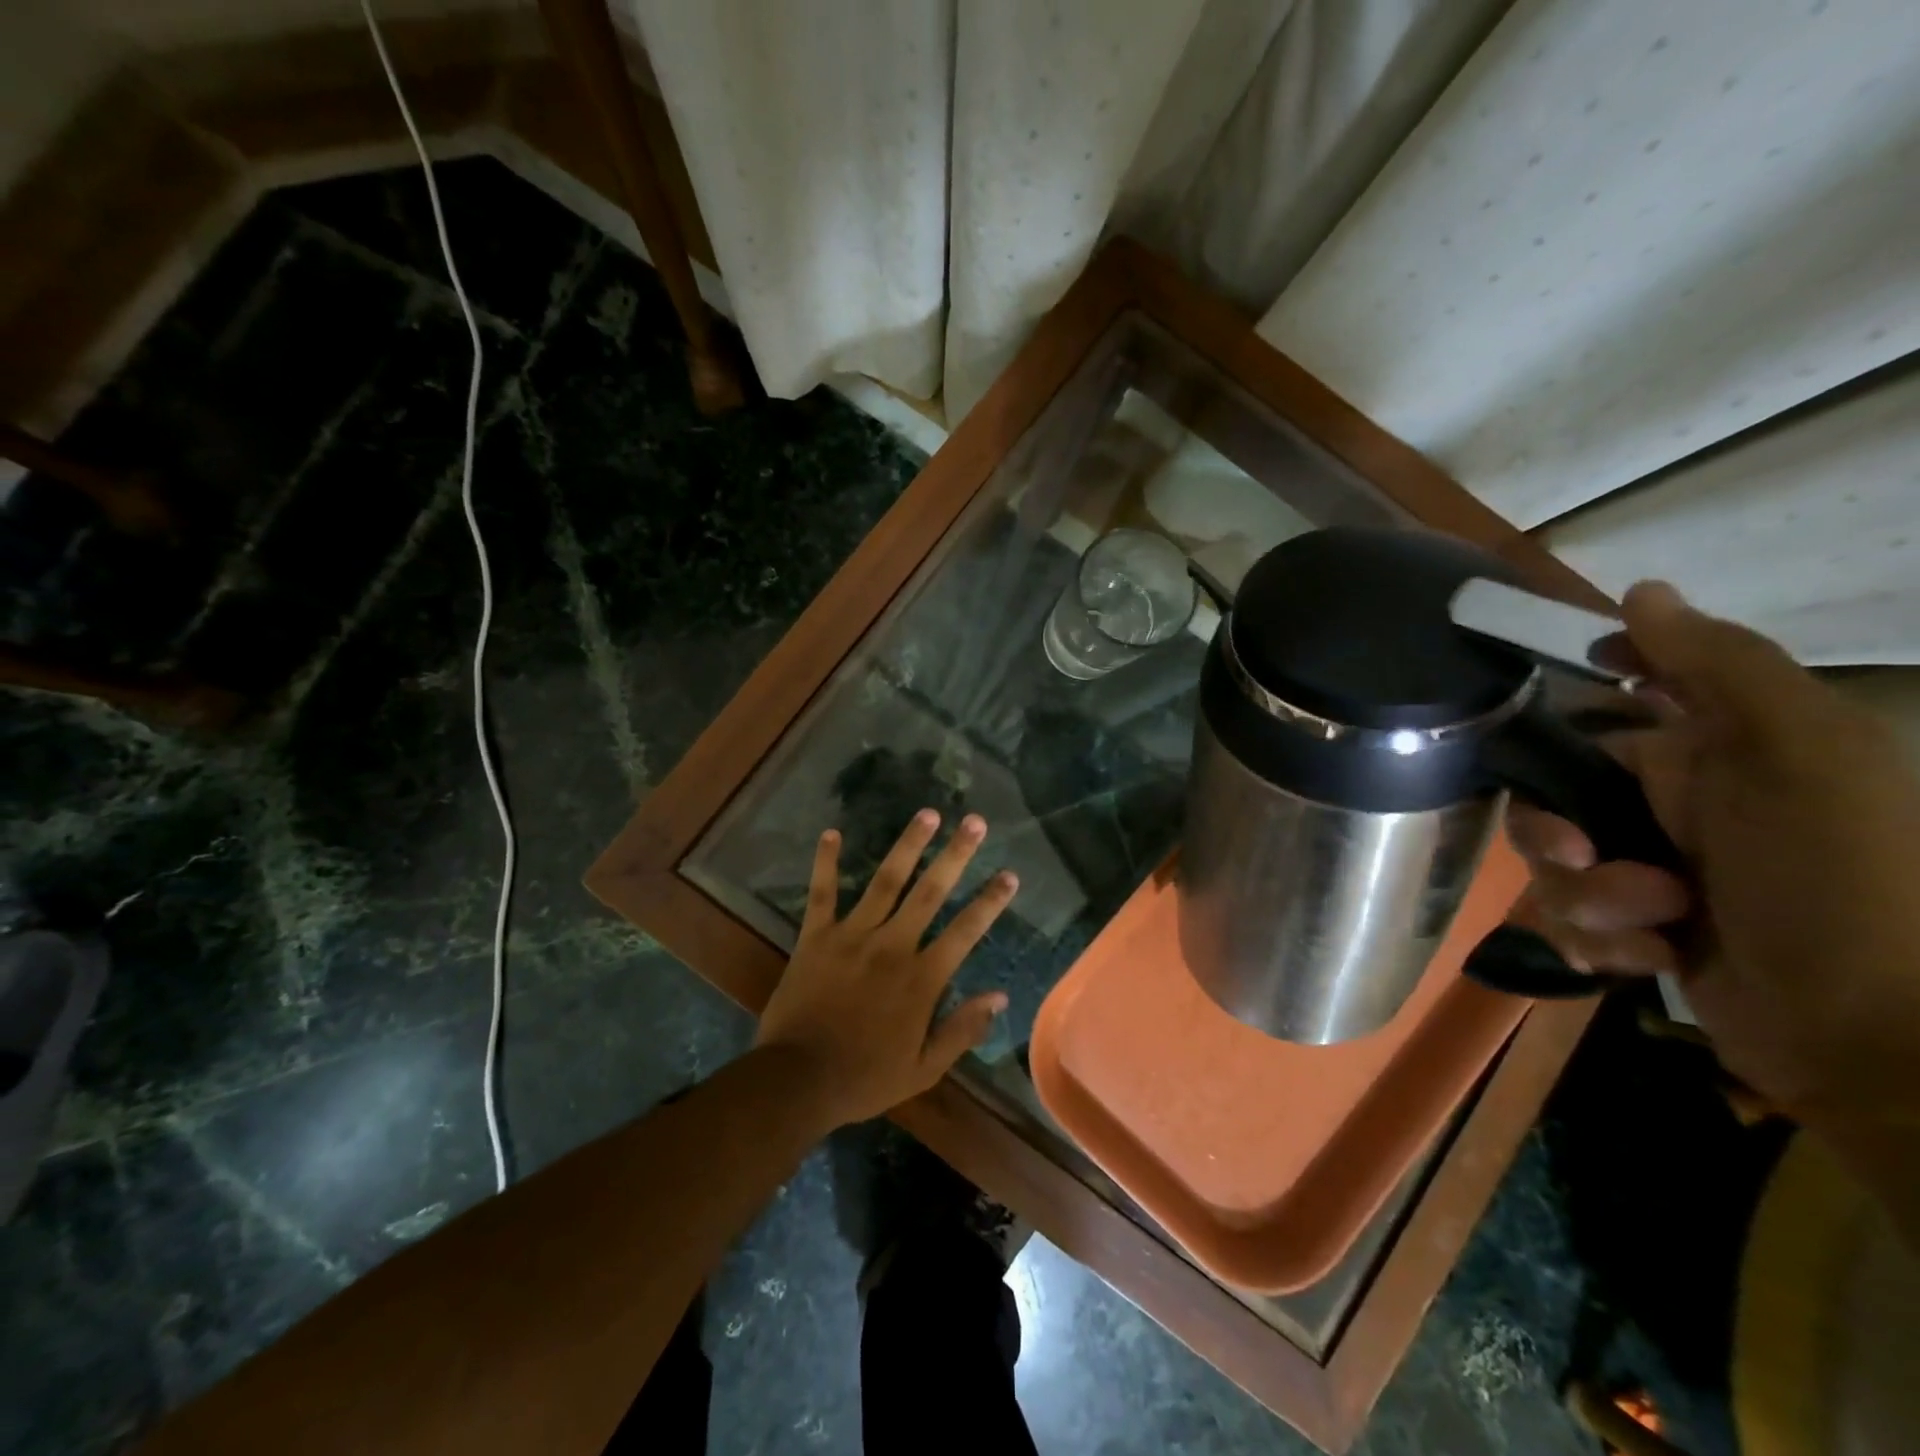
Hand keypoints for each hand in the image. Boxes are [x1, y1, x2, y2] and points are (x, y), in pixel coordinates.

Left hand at [754, 809, 1018, 1129]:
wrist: (797, 1080)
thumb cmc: (864, 1078)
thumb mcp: (923, 1069)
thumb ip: (962, 1030)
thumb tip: (1000, 996)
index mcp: (921, 978)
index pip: (965, 931)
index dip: (990, 901)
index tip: (1009, 874)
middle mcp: (892, 945)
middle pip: (930, 892)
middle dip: (956, 855)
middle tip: (975, 822)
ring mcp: (852, 936)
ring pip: (885, 881)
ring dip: (908, 845)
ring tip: (927, 814)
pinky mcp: (816, 936)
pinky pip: (821, 893)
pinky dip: (826, 862)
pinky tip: (831, 832)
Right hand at [1506, 582, 1919, 1129]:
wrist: (1878, 1042)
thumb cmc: (1841, 881)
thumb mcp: (1801, 756)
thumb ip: (1720, 668)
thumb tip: (1640, 591)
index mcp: (1712, 753)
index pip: (1609, 707)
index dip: (1567, 707)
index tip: (1533, 731)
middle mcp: (1675, 805)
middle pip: (1552, 795)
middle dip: (1554, 835)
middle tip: (1585, 862)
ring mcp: (1652, 870)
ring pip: (1554, 865)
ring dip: (1585, 899)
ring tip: (1651, 924)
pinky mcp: (1637, 930)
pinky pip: (1571, 918)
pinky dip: (1599, 940)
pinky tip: (1647, 959)